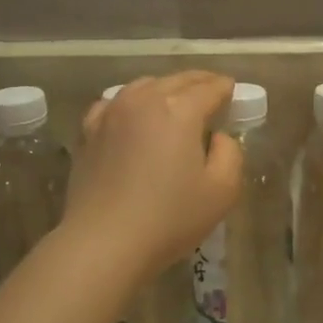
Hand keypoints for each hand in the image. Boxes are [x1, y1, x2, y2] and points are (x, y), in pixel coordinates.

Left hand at [65, 71, 242, 280]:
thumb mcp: (222, 191)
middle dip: (199, 83)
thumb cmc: (169, 218)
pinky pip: (115, 103)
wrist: (103, 241)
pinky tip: (134, 115)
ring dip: (165, 88)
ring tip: (176, 102)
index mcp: (180, 109)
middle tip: (212, 92)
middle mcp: (144, 99)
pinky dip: (131, 102)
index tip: (233, 92)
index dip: (225, 88)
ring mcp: (111, 112)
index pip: (210, 87)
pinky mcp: (89, 130)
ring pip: (144, 86)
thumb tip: (217, 137)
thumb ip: (230, 153)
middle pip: (177, 80)